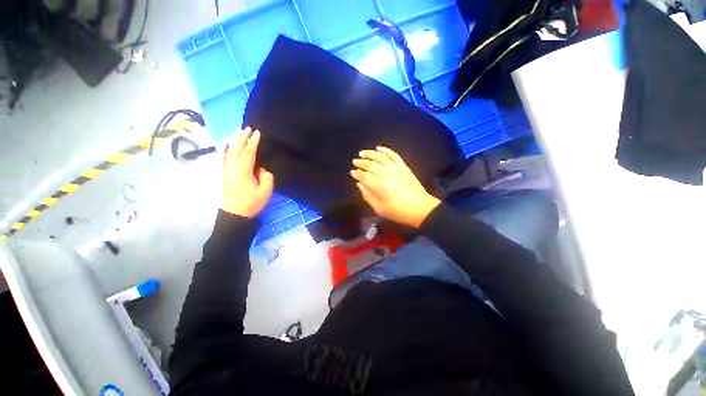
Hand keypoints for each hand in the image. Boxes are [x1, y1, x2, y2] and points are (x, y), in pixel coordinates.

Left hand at [222, 128, 273, 217]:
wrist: (235, 214)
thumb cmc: (252, 202)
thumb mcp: (265, 190)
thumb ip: (266, 177)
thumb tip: (261, 169)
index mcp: (243, 170)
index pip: (249, 151)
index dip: (253, 141)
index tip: (257, 133)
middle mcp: (232, 167)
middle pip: (237, 148)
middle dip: (242, 137)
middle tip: (247, 128)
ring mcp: (226, 170)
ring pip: (228, 151)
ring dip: (233, 141)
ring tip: (237, 132)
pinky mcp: (223, 174)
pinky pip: (221, 159)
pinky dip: (223, 150)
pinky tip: (224, 145)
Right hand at [351, 146, 439, 228]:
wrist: (420, 208)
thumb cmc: (398, 211)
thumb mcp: (379, 208)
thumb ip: (367, 196)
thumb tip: (360, 184)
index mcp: (379, 186)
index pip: (364, 176)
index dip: (357, 173)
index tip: (352, 172)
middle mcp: (386, 174)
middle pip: (371, 164)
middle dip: (361, 162)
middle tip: (355, 161)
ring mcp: (396, 169)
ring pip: (380, 157)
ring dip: (370, 153)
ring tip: (362, 152)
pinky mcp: (404, 167)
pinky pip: (394, 155)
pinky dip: (386, 150)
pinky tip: (379, 148)